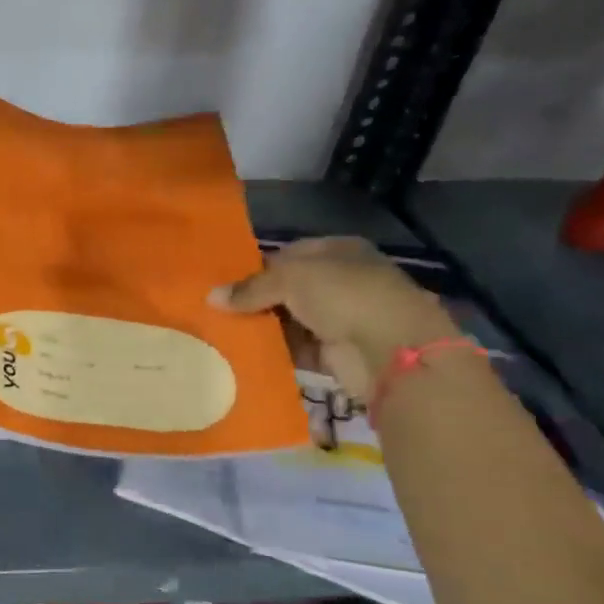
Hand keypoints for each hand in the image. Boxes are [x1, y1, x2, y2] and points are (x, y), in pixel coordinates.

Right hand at [209, 237, 460, 400]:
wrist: (392, 351)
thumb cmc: (344, 295)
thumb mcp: (289, 279)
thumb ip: (250, 287)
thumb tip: (211, 297)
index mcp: (339, 251)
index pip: (289, 254)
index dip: (258, 267)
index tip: (227, 282)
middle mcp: (343, 281)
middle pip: (289, 289)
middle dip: (257, 299)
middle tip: (219, 309)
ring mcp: (343, 318)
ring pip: (291, 319)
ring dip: (264, 326)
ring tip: (225, 332)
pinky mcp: (339, 353)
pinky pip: (298, 349)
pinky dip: (277, 351)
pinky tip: (247, 353)